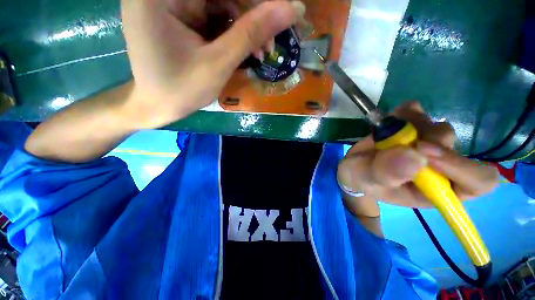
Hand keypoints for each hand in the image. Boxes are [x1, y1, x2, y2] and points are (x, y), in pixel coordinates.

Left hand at [121, 0, 304, 128]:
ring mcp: (170, 4)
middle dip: (249, 18)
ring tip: (259, 53)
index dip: (253, 3)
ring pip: (220, 4)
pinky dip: (231, 32)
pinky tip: (242, 50)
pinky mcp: (178, 16)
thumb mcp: (218, 64)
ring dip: (243, 28)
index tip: (279, 17)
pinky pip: (212, 15)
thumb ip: (251, 34)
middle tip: (268, 45)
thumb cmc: (181, 90)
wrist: (157, 106)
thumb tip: (290, 9)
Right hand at [337, 102, 498, 216]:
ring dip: (412, 125)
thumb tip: (415, 156)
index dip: (462, 166)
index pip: (477, 181)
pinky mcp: (414, 128)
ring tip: (386, 133)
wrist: (354, 166)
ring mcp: (428, 145)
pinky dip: (405, 111)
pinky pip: (419, 112)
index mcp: (436, 190)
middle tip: (398, 138)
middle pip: (456, 146)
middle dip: (426, 139)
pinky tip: (390, 120)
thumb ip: (386, 173)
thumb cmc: (361, 179)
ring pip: (438, 127)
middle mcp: (439, 167)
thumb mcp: (366, 180)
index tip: (424, 152)